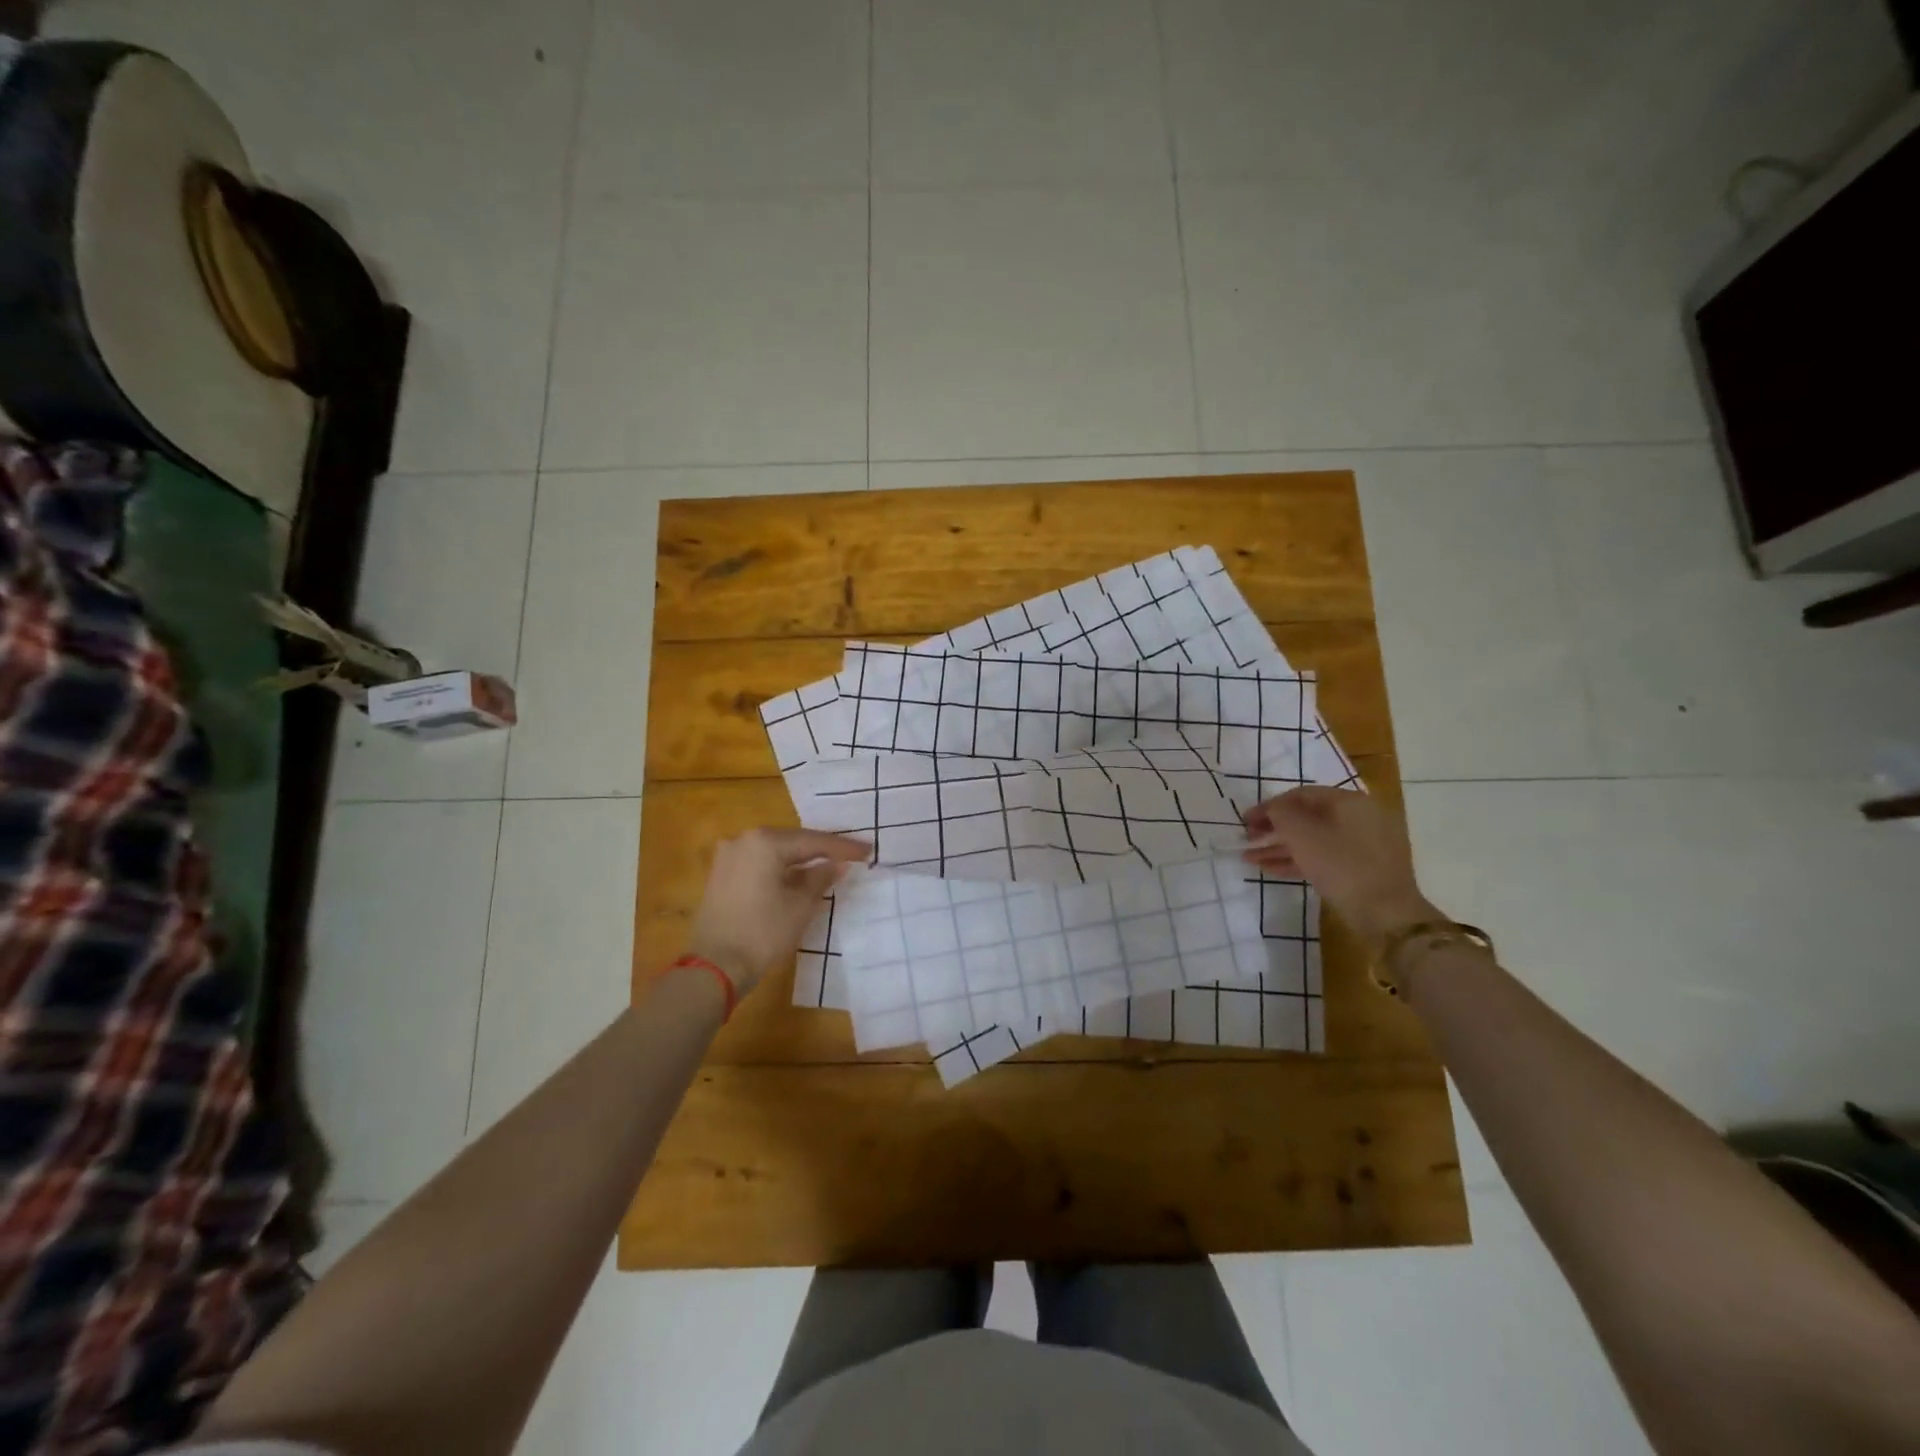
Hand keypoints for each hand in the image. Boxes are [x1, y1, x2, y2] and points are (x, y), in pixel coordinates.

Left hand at [686, 828, 870, 995]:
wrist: (714, 968)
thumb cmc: (763, 933)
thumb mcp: (801, 906)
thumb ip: (821, 878)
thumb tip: (837, 864)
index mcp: (765, 842)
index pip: (813, 841)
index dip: (843, 848)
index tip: (869, 851)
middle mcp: (743, 840)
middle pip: (792, 842)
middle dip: (821, 851)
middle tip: (851, 856)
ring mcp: (728, 857)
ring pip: (775, 854)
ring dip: (800, 862)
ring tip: (829, 867)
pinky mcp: (720, 876)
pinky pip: (759, 865)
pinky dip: (780, 870)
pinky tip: (799, 879)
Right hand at [1243, 788, 1440, 945]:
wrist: (1386, 914)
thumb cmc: (1341, 865)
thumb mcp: (1302, 834)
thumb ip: (1280, 814)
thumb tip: (1273, 810)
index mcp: (1349, 801)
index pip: (1300, 795)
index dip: (1269, 806)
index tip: (1245, 820)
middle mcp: (1359, 817)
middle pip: (1307, 817)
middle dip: (1273, 828)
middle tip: (1247, 838)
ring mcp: (1363, 844)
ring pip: (1313, 839)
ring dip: (1280, 847)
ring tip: (1250, 858)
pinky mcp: (1361, 868)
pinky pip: (1323, 856)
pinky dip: (1298, 860)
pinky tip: (1271, 869)